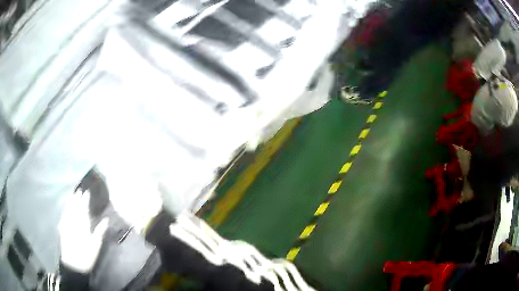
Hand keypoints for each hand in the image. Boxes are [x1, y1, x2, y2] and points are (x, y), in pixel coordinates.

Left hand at [59, 189, 108, 272]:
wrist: (73, 265)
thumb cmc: (87, 255)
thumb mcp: (96, 245)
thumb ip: (100, 231)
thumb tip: (106, 219)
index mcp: (82, 224)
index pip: (83, 208)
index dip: (85, 199)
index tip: (87, 191)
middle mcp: (73, 221)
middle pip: (75, 206)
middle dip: (77, 197)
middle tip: (79, 189)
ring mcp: (67, 224)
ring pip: (68, 209)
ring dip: (71, 201)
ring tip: (73, 195)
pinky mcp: (63, 228)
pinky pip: (64, 215)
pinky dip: (66, 209)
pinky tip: (66, 208)